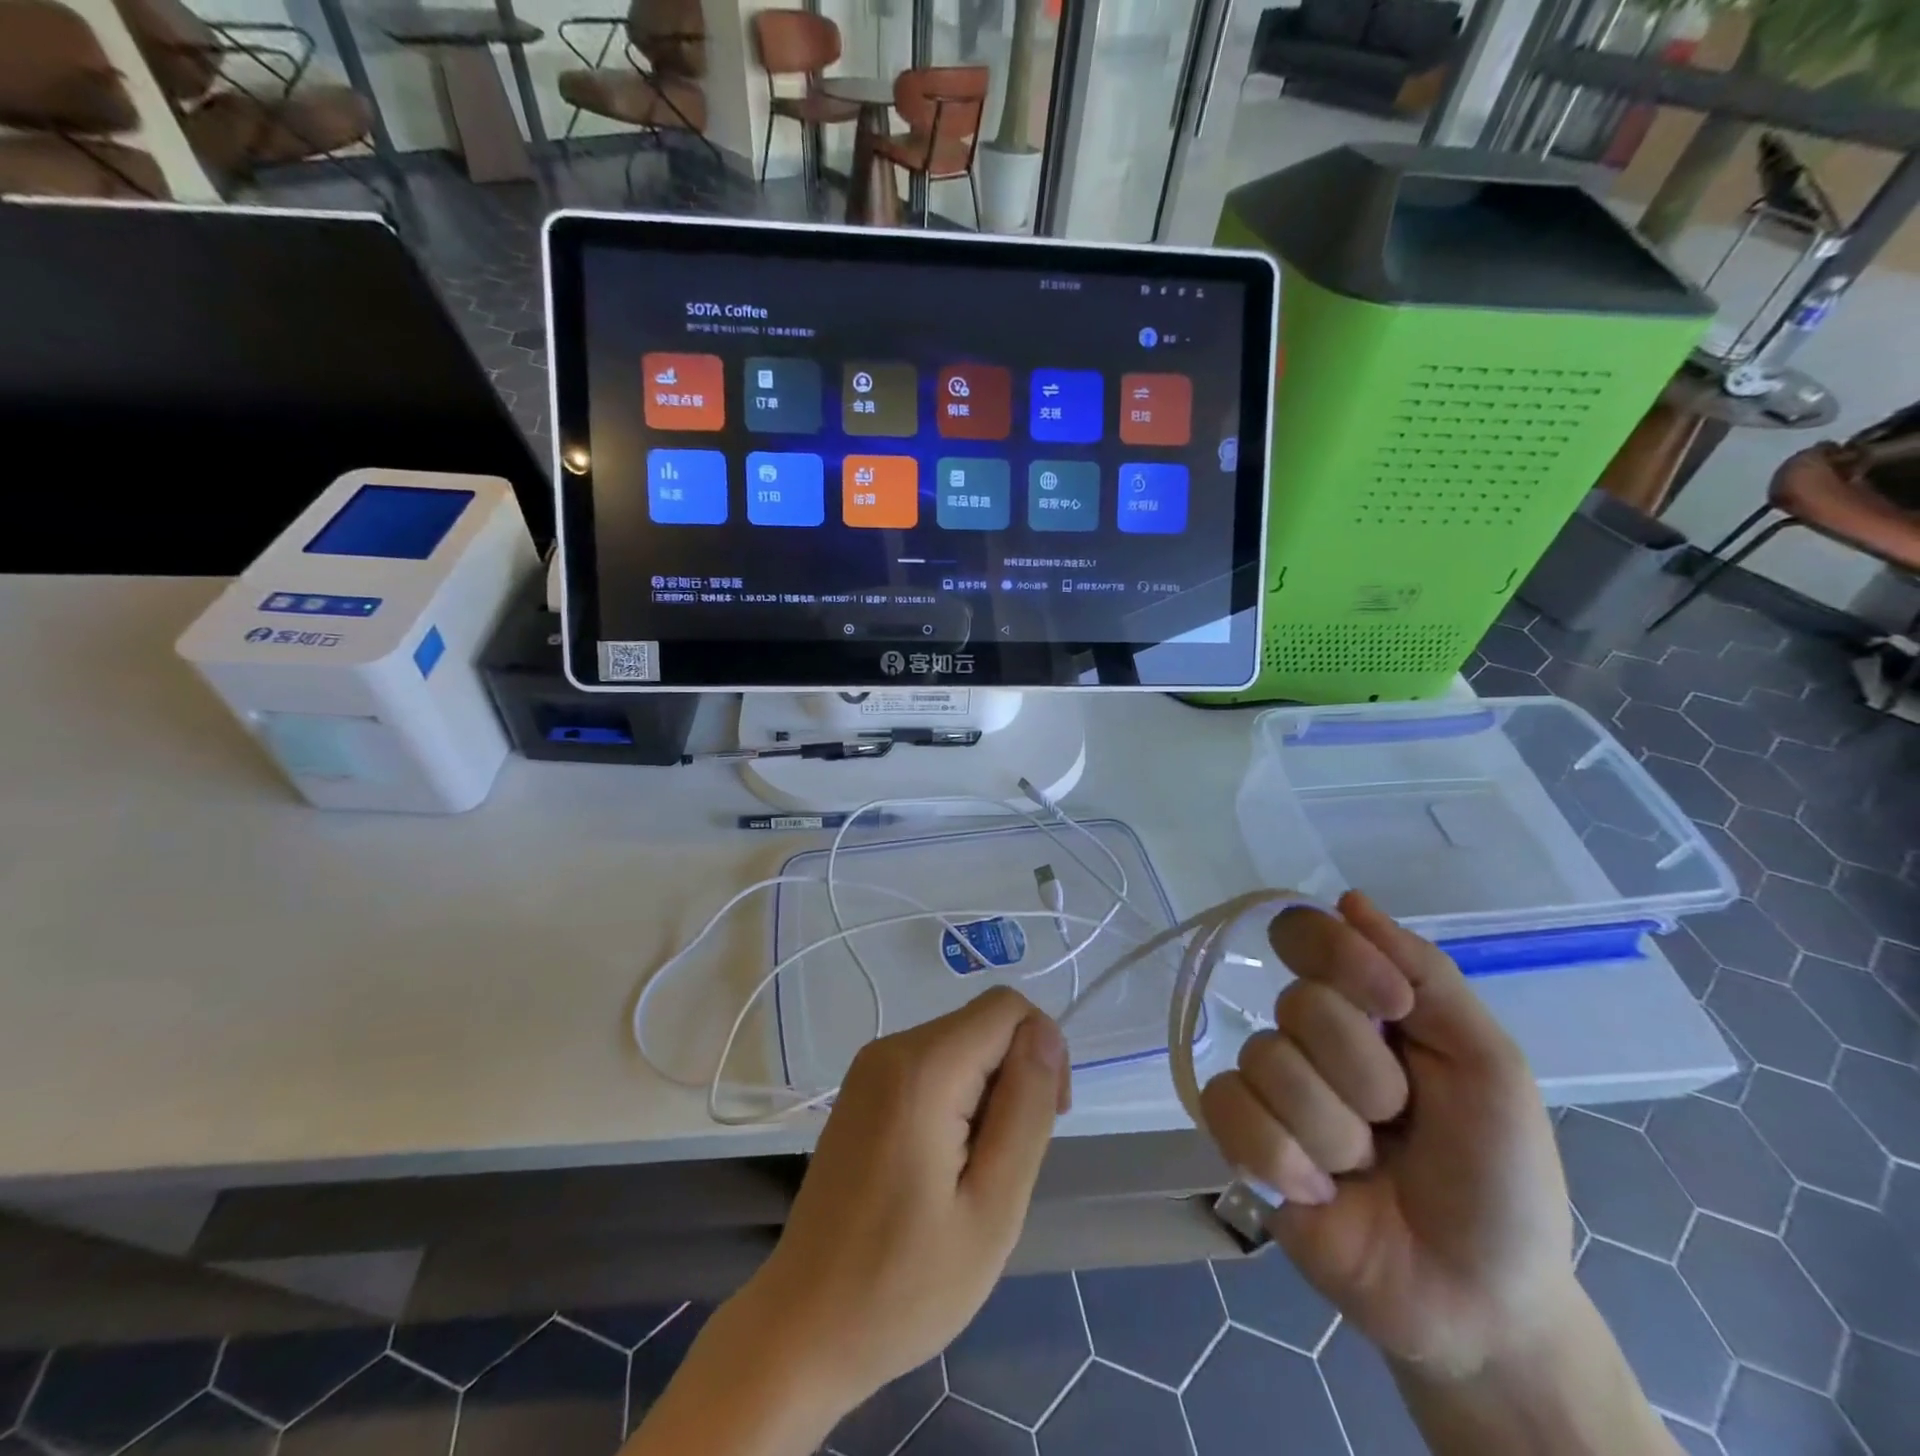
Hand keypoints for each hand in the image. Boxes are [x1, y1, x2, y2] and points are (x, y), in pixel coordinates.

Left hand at [734, 986, 1070, 1413]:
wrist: (804, 1327)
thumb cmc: (904, 1284)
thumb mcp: (992, 1207)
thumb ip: (1025, 1109)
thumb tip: (1045, 1033)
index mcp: (922, 1067)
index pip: (1007, 1008)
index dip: (1043, 1051)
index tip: (1044, 1122)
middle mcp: (891, 1048)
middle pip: (983, 1025)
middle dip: (1014, 1077)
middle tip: (1006, 1166)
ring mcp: (869, 1067)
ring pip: (961, 1045)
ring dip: (986, 1094)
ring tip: (973, 1174)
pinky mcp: (861, 1089)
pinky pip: (932, 1066)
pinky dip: (956, 1101)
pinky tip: (943, 1165)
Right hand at [1201, 891, 1575, 1379]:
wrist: (1480, 1302)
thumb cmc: (1500, 1179)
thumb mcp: (1490, 1067)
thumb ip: (1427, 976)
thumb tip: (1348, 899)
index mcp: (1362, 1007)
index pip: (1305, 933)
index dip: (1339, 958)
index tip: (1392, 1005)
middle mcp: (1306, 1035)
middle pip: (1298, 1005)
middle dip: (1365, 1077)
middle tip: (1399, 1123)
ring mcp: (1268, 1086)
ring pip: (1267, 1063)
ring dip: (1334, 1131)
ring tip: (1364, 1170)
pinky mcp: (1238, 1138)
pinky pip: (1228, 1110)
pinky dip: (1281, 1157)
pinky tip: (1318, 1191)